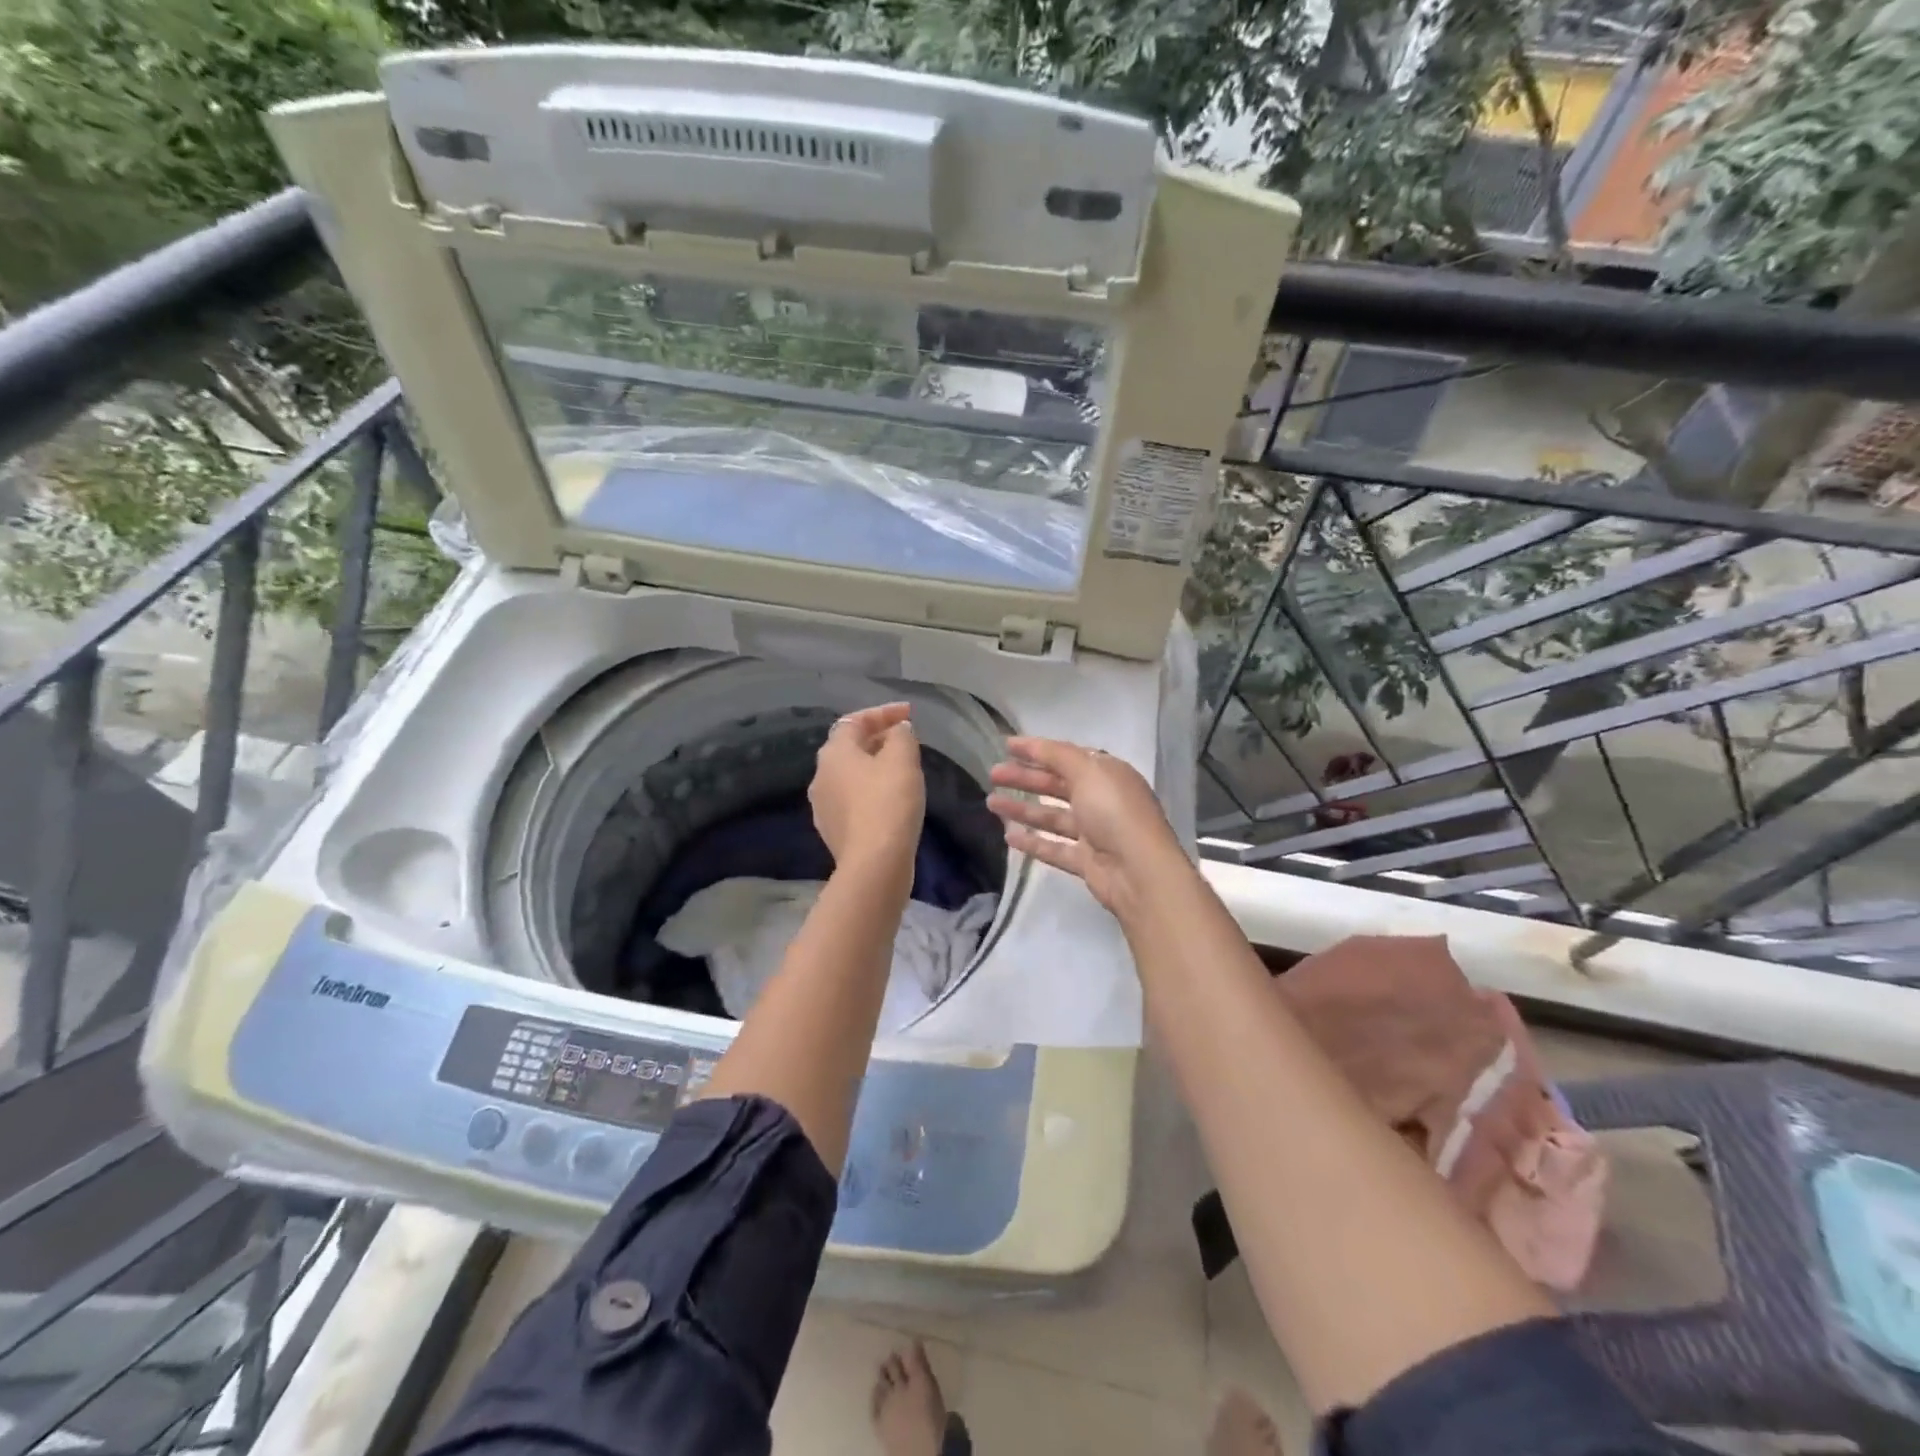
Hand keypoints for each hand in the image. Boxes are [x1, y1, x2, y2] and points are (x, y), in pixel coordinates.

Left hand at [809, 702, 925, 877]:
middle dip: (877, 738)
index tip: (909, 714)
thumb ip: (901, 736)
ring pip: (850, 775)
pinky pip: (852, 800)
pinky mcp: (833, 831)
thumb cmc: (889, 802)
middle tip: (905, 739)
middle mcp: (821, 776)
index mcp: (834, 753)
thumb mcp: (903, 759)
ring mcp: (823, 806)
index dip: (883, 713)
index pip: (855, 721)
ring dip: (873, 766)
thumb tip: (897, 730)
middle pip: (849, 747)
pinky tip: (890, 799)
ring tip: (900, 768)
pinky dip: (870, 791)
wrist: (874, 863)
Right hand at [987, 737, 1186, 916]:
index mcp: (1107, 775)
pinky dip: (1033, 841)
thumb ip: (1058, 756)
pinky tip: (1008, 836)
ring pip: (1051, 817)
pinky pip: (1054, 847)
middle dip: (1025, 778)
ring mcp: (1094, 833)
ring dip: (1022, 809)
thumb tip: (1037, 745)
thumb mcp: (1088, 771)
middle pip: (1056, 785)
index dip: (1037, 750)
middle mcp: (1101, 800)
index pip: (1067, 757)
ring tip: (991, 803)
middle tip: (993, 774)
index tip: (1006, 746)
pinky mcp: (1086, 861)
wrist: (1139, 871)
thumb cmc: (1115, 812)